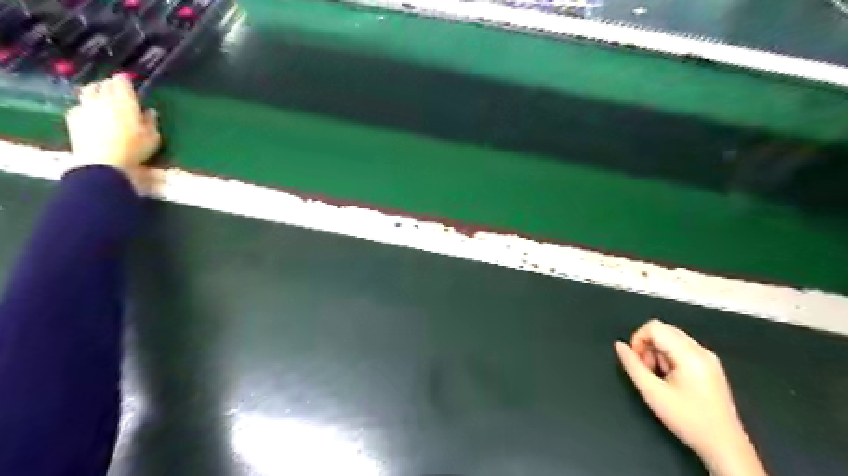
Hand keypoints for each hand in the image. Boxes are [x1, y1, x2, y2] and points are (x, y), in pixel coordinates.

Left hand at [66, 75, 161, 188]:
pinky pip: (80, 105)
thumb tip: (150, 111)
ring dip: (96, 90)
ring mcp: (85, 106)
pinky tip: (92, 112)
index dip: (125, 80)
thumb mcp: (152, 138)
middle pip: (104, 84)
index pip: (122, 82)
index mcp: (124, 101)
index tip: (129, 81)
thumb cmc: (133, 150)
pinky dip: (87, 105)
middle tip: (117, 89)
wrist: (101, 162)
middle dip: (111, 84)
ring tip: (102, 96)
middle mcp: (102, 99)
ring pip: (88, 91)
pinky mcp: (73, 116)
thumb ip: (151, 121)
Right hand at [618, 320, 770, 475]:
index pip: (654, 327)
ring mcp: (708, 357)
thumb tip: (619, 346)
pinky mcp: (710, 365)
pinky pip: (681, 348)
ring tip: (660, 377)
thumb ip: (632, 365)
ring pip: (671, 338)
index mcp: (689, 354)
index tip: (637, 362)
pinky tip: (671, 379)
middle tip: (647, 370)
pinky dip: (669, 357)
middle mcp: (701, 350)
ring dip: (658, 352)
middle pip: (663, 330)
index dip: (638, 339)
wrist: (724, 446)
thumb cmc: (688, 420)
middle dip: (648, 346)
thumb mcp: (652, 393)